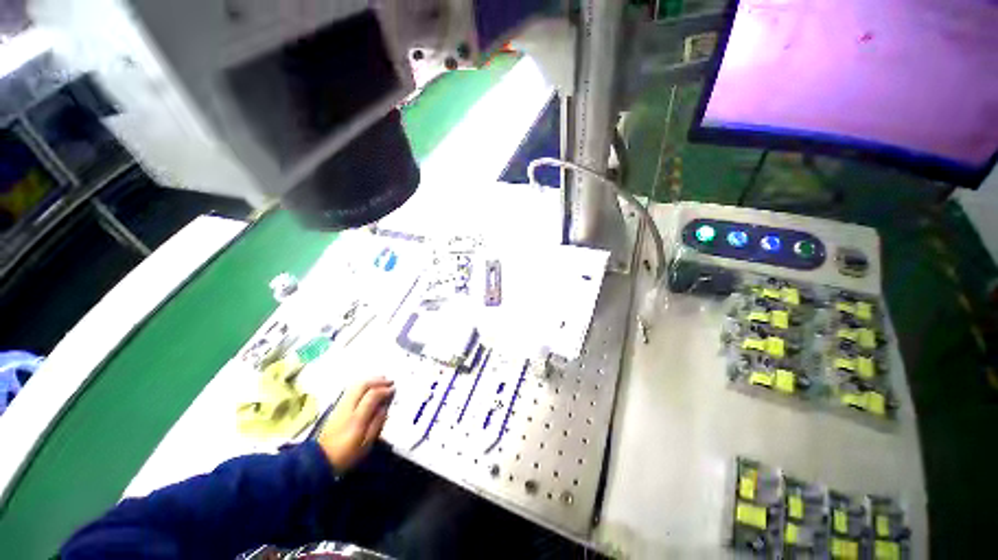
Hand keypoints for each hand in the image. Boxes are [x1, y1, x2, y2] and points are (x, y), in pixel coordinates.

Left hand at [318, 377, 394, 471]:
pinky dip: (361, 384)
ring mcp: (340, 406)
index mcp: (357, 418)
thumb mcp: (366, 443)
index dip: (384, 390)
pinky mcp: (336, 407)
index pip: (372, 396)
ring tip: (381, 380)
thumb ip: (377, 423)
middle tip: (390, 381)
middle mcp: (348, 408)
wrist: (319, 460)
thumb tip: (385, 407)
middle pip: (362, 386)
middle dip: (378, 381)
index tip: (394, 389)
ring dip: (370, 380)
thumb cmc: (347, 454)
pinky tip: (368, 386)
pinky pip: (350, 390)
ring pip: (355, 386)